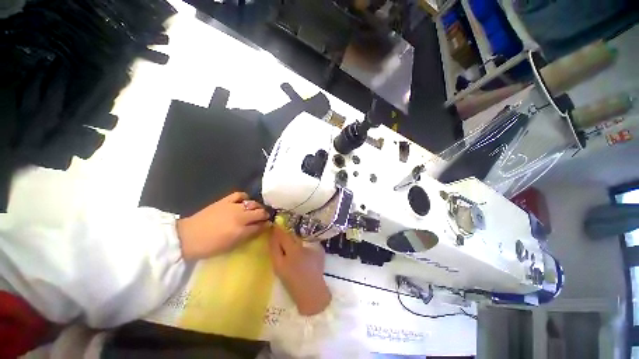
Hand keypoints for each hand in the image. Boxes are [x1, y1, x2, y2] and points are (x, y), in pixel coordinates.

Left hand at [177, 192, 269, 259]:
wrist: (186, 237)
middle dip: (265, 215)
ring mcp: (233, 206)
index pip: (261, 225)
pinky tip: (245, 202)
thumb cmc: (209, 246)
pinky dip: (245, 198)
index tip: (268, 225)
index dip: (267, 225)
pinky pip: (240, 195)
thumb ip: (248, 236)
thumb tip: (261, 228)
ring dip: (257, 207)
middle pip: (260, 212)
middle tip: (264, 218)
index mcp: (241, 230)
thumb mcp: (231, 245)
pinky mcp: (225, 200)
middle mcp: (240, 216)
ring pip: (253, 203)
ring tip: (256, 210)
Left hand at [268, 226, 330, 315]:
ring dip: (274, 240)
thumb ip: (310, 240)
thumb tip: (304, 232)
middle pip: (274, 241)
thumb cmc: (316, 271)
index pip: (283, 236)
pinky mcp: (277, 271)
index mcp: (293, 252)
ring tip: (278, 233)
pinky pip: (274, 255)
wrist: (310, 294)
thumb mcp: (316, 252)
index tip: (280, 218)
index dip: (280, 226)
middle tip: (278, 225)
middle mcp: (282, 258)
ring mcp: (278, 265)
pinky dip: (275, 248)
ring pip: (272, 249)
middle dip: (275, 232)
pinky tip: (281, 246)